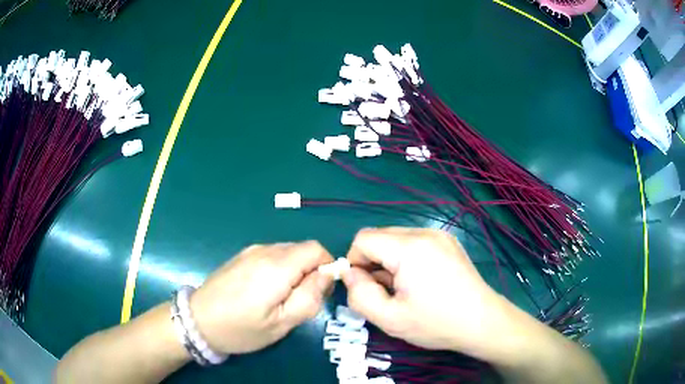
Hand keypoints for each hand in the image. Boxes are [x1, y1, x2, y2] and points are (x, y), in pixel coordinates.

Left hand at [190, 241, 334, 354]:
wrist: (198, 321)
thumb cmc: (241, 328)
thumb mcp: (281, 323)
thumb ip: (309, 297)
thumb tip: (327, 275)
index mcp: (277, 266)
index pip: (316, 249)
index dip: (327, 266)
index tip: (322, 290)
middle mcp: (264, 251)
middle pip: (302, 249)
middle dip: (311, 270)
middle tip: (301, 300)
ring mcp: (250, 251)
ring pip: (287, 252)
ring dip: (295, 270)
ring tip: (282, 298)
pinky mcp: (241, 256)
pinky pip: (271, 255)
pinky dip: (280, 268)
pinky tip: (265, 291)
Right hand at [341, 227, 509, 358]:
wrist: (482, 322)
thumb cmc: (436, 323)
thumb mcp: (389, 318)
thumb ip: (359, 295)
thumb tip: (349, 274)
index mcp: (409, 248)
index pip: (363, 239)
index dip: (355, 262)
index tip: (364, 288)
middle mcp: (424, 232)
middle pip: (380, 236)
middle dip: (372, 262)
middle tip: (384, 292)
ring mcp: (439, 235)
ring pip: (396, 239)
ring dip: (389, 261)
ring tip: (403, 289)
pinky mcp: (449, 242)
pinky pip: (414, 242)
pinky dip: (406, 258)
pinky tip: (419, 282)